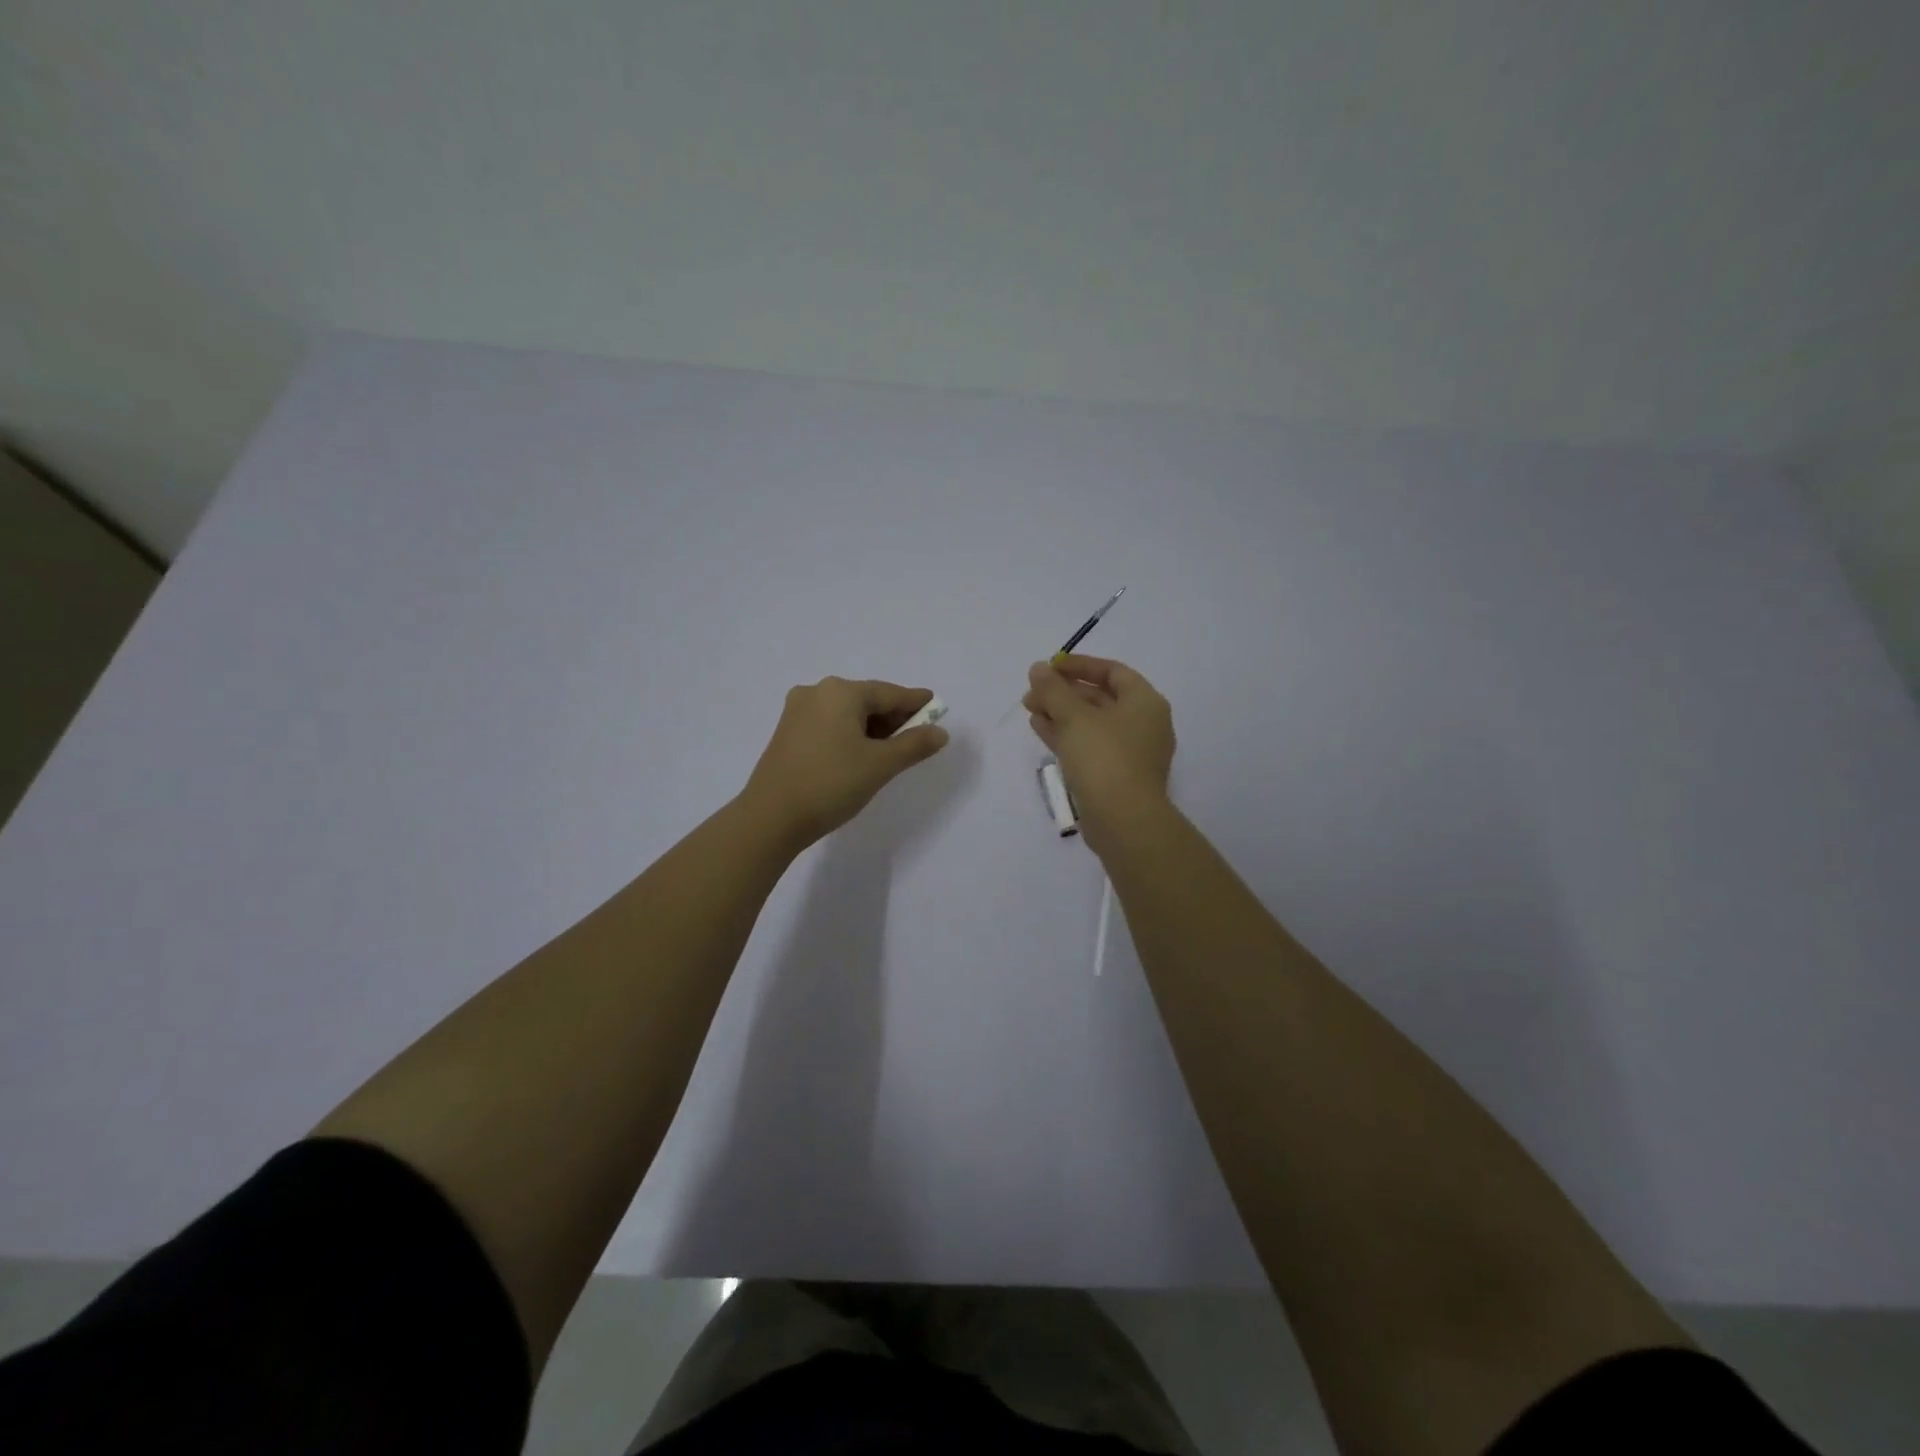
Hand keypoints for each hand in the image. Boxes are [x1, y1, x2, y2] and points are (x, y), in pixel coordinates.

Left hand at [741, 677, 950, 850]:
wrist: (770, 818)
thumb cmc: (831, 784)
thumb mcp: (880, 765)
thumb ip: (914, 745)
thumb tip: (940, 732)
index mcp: (841, 692)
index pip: (890, 694)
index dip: (915, 703)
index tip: (936, 707)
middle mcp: (817, 692)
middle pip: (867, 700)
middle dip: (893, 717)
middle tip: (916, 737)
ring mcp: (797, 711)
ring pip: (847, 713)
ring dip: (871, 728)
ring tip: (890, 752)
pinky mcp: (787, 732)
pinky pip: (829, 724)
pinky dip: (850, 734)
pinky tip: (859, 755)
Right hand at [1023, 654, 1174, 846]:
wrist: (1123, 821)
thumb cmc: (1104, 758)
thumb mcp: (1074, 717)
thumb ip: (1054, 689)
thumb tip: (1038, 668)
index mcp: (1145, 702)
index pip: (1112, 671)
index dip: (1079, 665)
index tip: (1049, 667)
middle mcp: (1143, 724)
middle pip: (1100, 697)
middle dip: (1064, 692)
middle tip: (1032, 691)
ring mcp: (1130, 752)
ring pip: (1092, 723)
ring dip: (1061, 713)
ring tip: (1029, 708)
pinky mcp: (1116, 775)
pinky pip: (1089, 745)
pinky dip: (1066, 735)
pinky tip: (1039, 728)